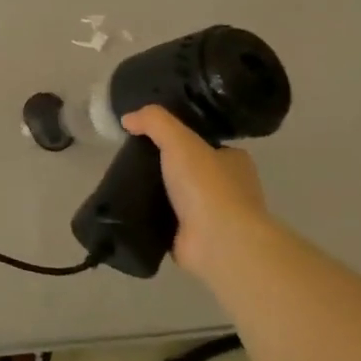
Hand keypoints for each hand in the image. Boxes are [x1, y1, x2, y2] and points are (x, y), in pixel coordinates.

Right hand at [120, 106, 269, 274]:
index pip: (207, 144)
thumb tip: (128, 119)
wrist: (218, 242)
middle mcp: (230, 188)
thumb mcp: (179, 140)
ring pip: (178, 196)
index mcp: (235, 162)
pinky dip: (151, 215)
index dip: (181, 140)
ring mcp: (213, 216)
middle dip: (165, 167)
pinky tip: (128, 208)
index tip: (151, 138)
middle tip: (132, 160)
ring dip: (156, 192)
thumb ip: (154, 122)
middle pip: (190, 170)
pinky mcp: (195, 238)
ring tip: (124, 182)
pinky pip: (167, 220)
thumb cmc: (207, 186)